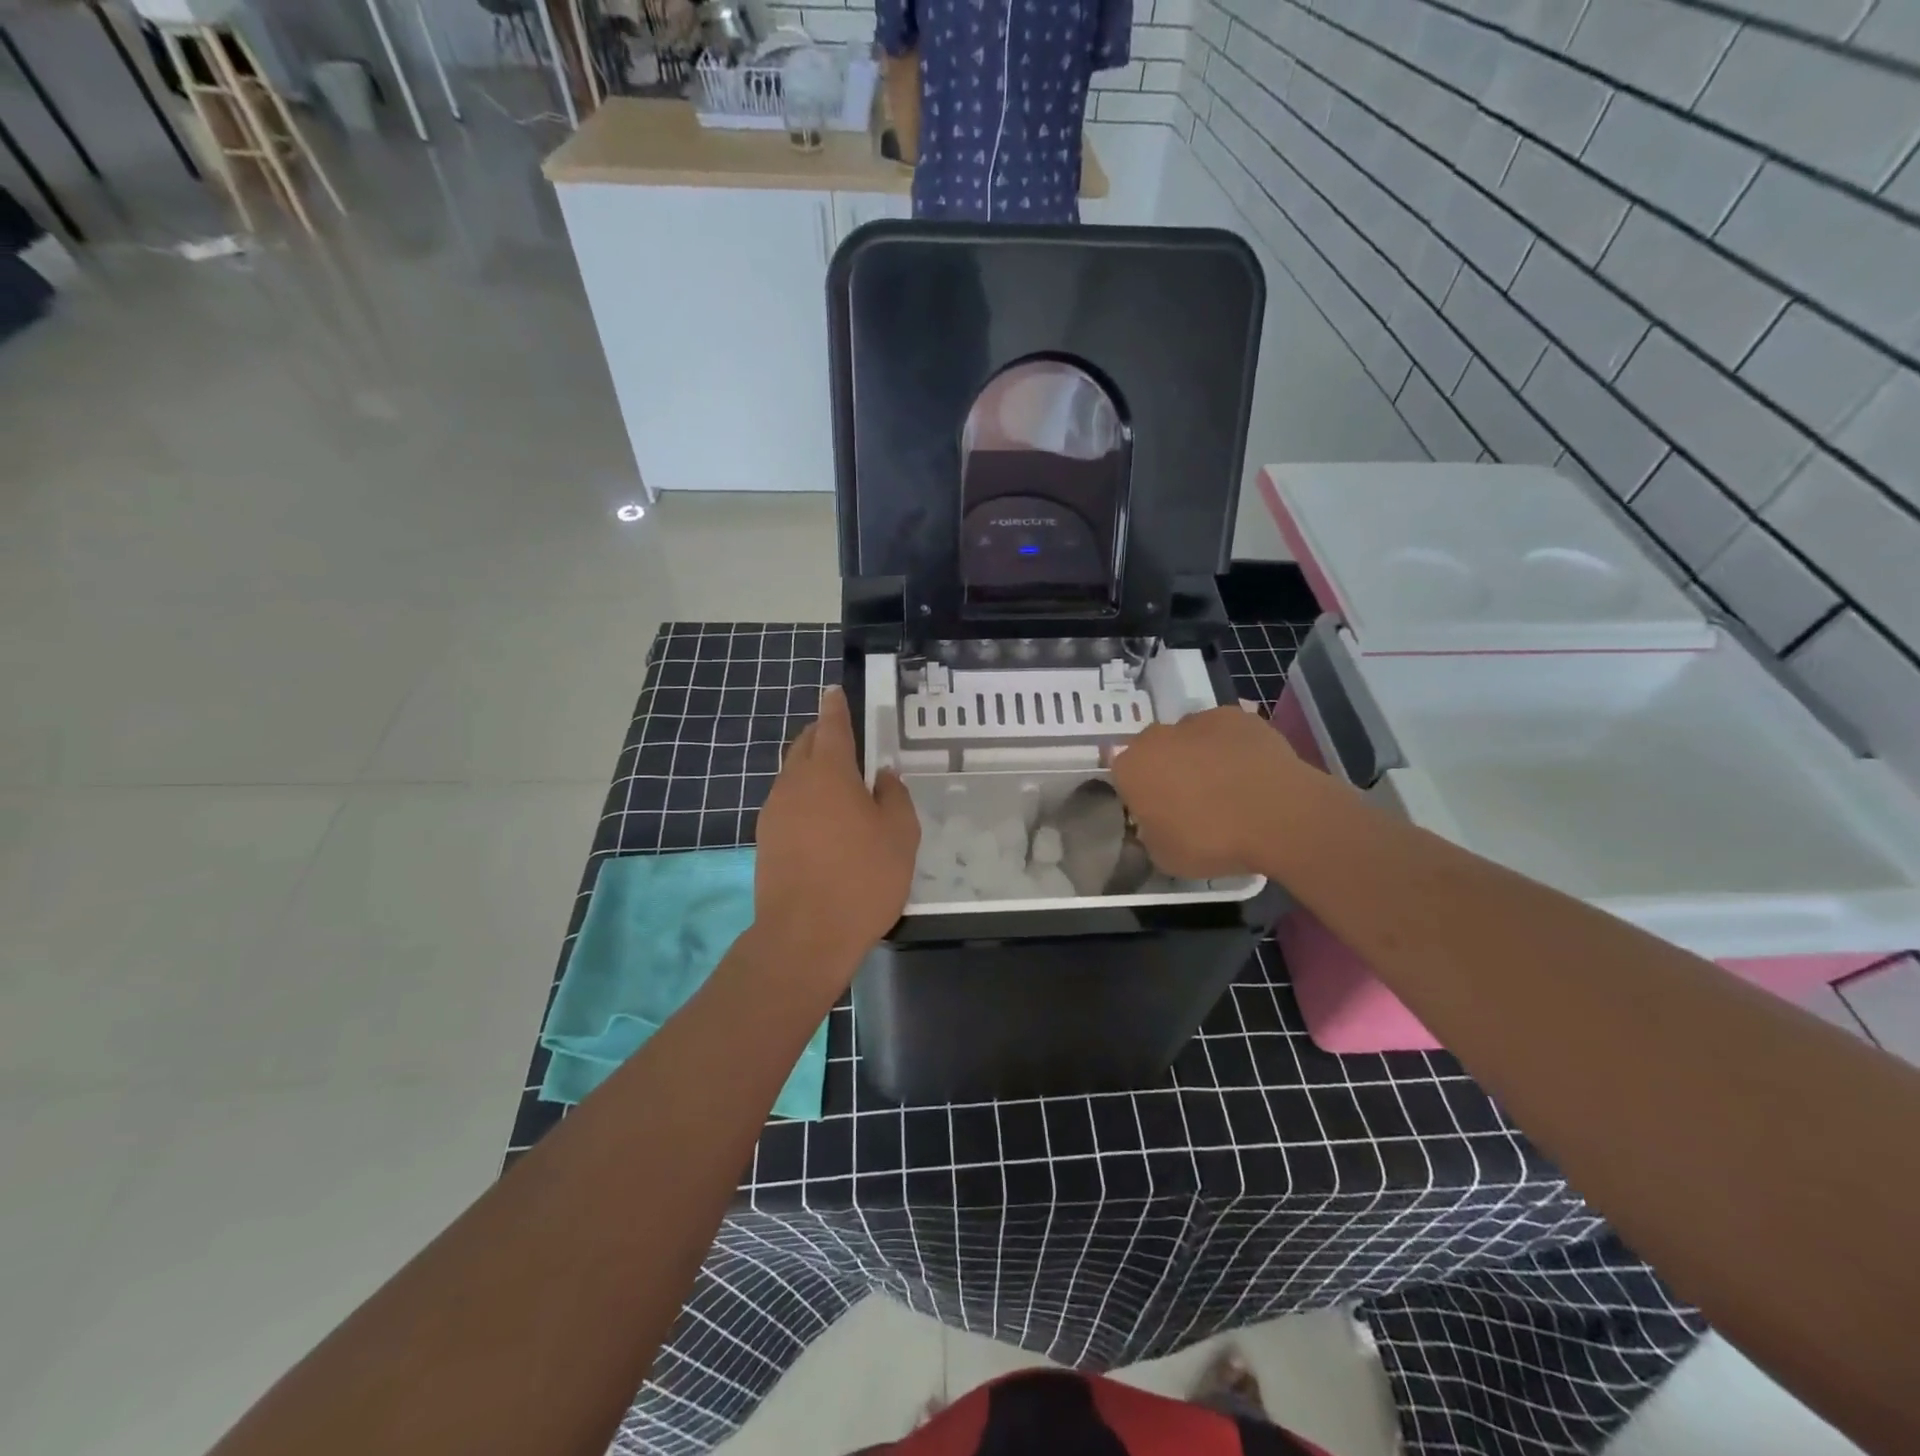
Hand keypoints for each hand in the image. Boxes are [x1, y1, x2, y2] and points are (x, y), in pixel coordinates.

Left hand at [752, 686, 919, 981]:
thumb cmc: (862, 879)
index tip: (833, 691)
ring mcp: (774, 811)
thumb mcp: (900, 835)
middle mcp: (795, 782)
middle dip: (821, 734)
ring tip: (837, 784)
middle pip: (804, 745)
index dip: (835, 707)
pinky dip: (803, 797)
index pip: (832, 726)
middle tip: (843, 738)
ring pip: (792, 774)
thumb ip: (894, 796)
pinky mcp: (765, 839)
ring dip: (811, 768)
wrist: (804, 936)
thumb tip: (883, 775)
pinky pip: (786, 802)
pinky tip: (821, 821)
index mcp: (830, 772)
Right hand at [1109, 705, 1308, 879]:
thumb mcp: (1165, 857)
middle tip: (1190, 801)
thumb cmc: (1212, 841)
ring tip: (1226, 787)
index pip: (1123, 777)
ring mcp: (1199, 721)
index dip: (1139, 795)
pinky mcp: (1237, 716)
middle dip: (1166, 769)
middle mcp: (1157, 736)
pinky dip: (1231, 747)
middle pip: (1154, 751)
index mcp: (1131, 768)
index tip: (1157, 814)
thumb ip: (1150, 835)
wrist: (1278, 815)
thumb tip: (1155, 825)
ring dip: (1198, 756)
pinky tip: (1249, 772)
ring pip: (1189, 737)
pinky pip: (1224, 732)